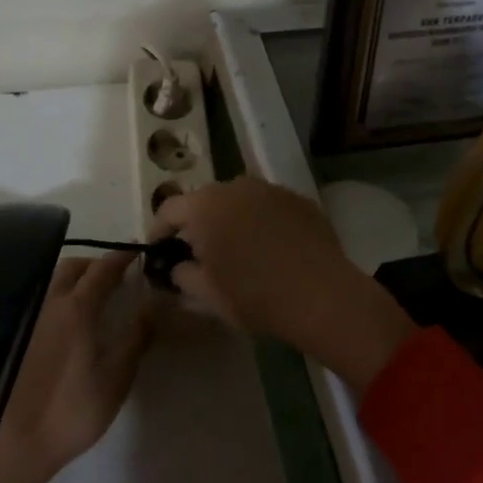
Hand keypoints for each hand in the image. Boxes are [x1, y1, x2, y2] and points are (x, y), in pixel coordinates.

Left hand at [0, 253, 155, 482]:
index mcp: (78, 308)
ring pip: (55, 280)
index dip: (122, 257)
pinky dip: (61, 294)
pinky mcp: (20, 334)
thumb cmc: (73, 410)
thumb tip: (153, 303)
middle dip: (96, 263)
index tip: (138, 251)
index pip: (103, 268)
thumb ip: (136, 336)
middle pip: (74, 266)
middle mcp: (52, 302)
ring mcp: (32, 317)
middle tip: (116, 274)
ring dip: (76, 277)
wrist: (17, 442)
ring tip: (94, 294)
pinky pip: (45, 299)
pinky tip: (70, 317)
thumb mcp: (116, 377)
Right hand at [151, 178, 413, 393]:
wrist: (322, 295)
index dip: (159, 230)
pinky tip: (272, 249)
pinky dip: (261, 221)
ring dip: (230, 220)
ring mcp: (268, 188)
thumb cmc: (255, 296)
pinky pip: (266, 206)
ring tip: (238, 251)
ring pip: (237, 200)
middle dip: (197, 224)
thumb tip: (179, 266)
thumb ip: (183, 274)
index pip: (168, 209)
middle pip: (203, 201)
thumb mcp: (207, 295)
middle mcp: (233, 186)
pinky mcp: (296, 198)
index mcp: (204, 206)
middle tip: (200, 254)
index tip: (160, 251)